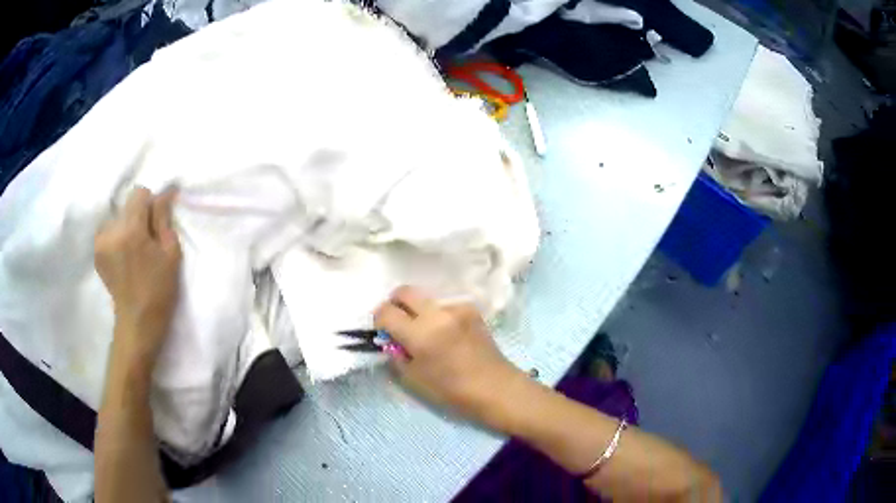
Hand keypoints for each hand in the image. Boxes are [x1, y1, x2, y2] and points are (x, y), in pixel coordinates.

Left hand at [95, 187, 181, 374]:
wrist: (137, 323)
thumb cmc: (159, 290)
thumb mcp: (170, 253)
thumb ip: (164, 218)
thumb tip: (164, 192)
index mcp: (130, 230)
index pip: (138, 193)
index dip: (150, 205)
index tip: (156, 225)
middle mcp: (111, 230)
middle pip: (127, 206)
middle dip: (138, 217)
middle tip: (146, 243)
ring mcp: (100, 242)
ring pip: (118, 218)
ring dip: (127, 227)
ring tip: (134, 253)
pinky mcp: (96, 251)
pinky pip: (109, 231)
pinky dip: (117, 237)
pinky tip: (123, 258)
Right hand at [374, 286, 523, 422]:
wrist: (495, 387)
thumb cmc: (452, 391)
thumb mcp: (414, 379)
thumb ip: (396, 354)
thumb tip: (390, 339)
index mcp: (420, 334)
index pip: (386, 312)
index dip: (379, 320)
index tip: (383, 330)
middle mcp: (437, 314)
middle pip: (404, 291)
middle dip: (396, 304)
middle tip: (399, 323)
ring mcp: (456, 308)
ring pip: (426, 297)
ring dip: (419, 310)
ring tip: (427, 331)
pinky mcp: (471, 309)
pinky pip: (445, 305)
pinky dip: (439, 315)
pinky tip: (447, 332)